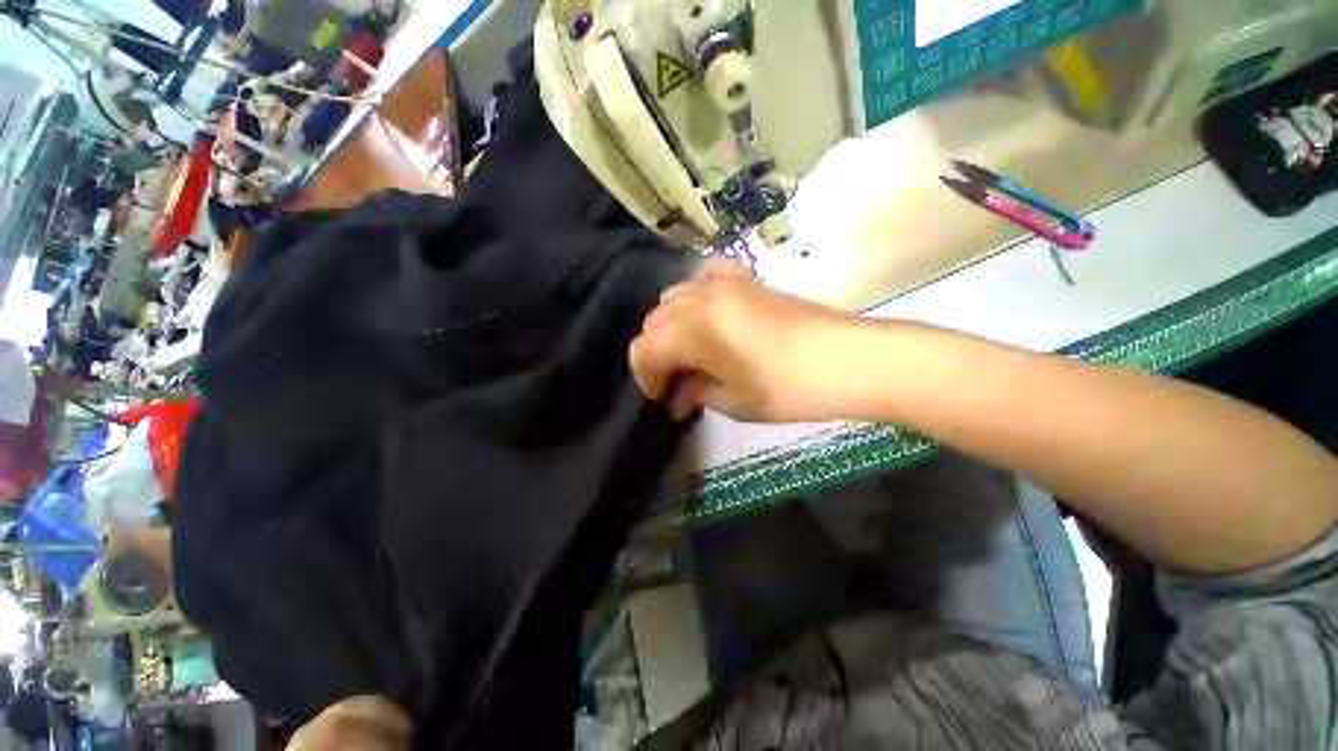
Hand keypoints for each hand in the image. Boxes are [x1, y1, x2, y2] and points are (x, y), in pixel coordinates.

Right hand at [629, 258, 862, 421]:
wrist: (847, 359)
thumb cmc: (788, 389)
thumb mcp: (735, 402)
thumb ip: (698, 393)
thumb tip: (681, 394)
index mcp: (693, 331)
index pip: (645, 349)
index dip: (645, 377)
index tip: (660, 397)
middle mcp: (700, 299)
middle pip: (655, 321)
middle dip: (656, 353)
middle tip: (676, 380)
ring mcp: (725, 283)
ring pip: (674, 297)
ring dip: (672, 326)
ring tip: (691, 350)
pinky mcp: (747, 279)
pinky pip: (708, 274)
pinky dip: (699, 293)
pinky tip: (710, 311)